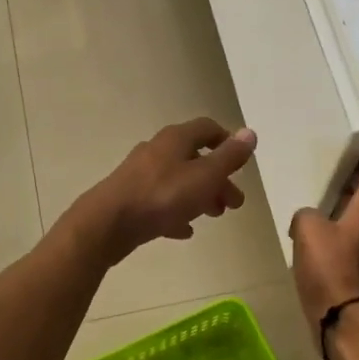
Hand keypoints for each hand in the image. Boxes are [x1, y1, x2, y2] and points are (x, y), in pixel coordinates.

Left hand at [73, 118, 257, 263]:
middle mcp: (156, 151)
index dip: (227, 141)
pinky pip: (160, 203)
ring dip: (199, 196)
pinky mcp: (130, 199)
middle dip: (218, 179)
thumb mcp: (204, 176)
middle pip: (194, 159)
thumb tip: (250, 133)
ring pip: (178, 181)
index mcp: (175, 139)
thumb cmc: (162, 196)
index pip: (207, 128)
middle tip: (234, 203)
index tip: (241, 163)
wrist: (108, 223)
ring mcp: (140, 175)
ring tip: (213, 216)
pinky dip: (176, 213)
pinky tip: (184, 231)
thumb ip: (229, 157)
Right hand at [289, 147, 358, 332]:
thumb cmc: (331, 271)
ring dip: (346, 205)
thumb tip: (308, 219)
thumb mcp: (307, 231)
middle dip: (355, 177)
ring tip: (319, 200)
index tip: (357, 141)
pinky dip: (340, 231)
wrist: (346, 325)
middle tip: (330, 167)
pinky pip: (354, 239)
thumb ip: (306, 214)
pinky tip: (317, 237)